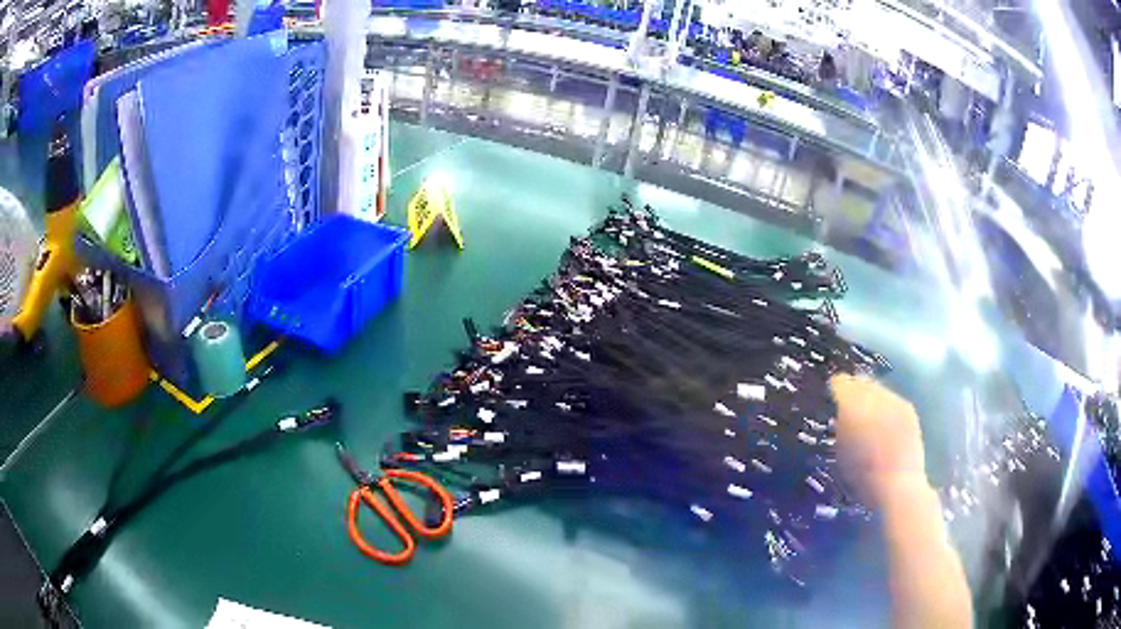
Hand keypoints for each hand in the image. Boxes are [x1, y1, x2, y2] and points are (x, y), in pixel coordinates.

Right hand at [829, 374, 928, 505]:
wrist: (897, 485)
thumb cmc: (861, 475)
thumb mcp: (841, 451)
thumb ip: (839, 425)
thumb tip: (839, 412)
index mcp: (851, 404)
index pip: (840, 383)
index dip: (835, 391)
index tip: (831, 401)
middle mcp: (874, 395)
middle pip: (861, 382)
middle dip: (854, 392)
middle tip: (848, 408)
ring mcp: (894, 400)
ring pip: (877, 389)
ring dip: (871, 398)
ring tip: (867, 416)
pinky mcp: (908, 409)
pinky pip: (892, 399)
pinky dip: (886, 406)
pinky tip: (884, 424)